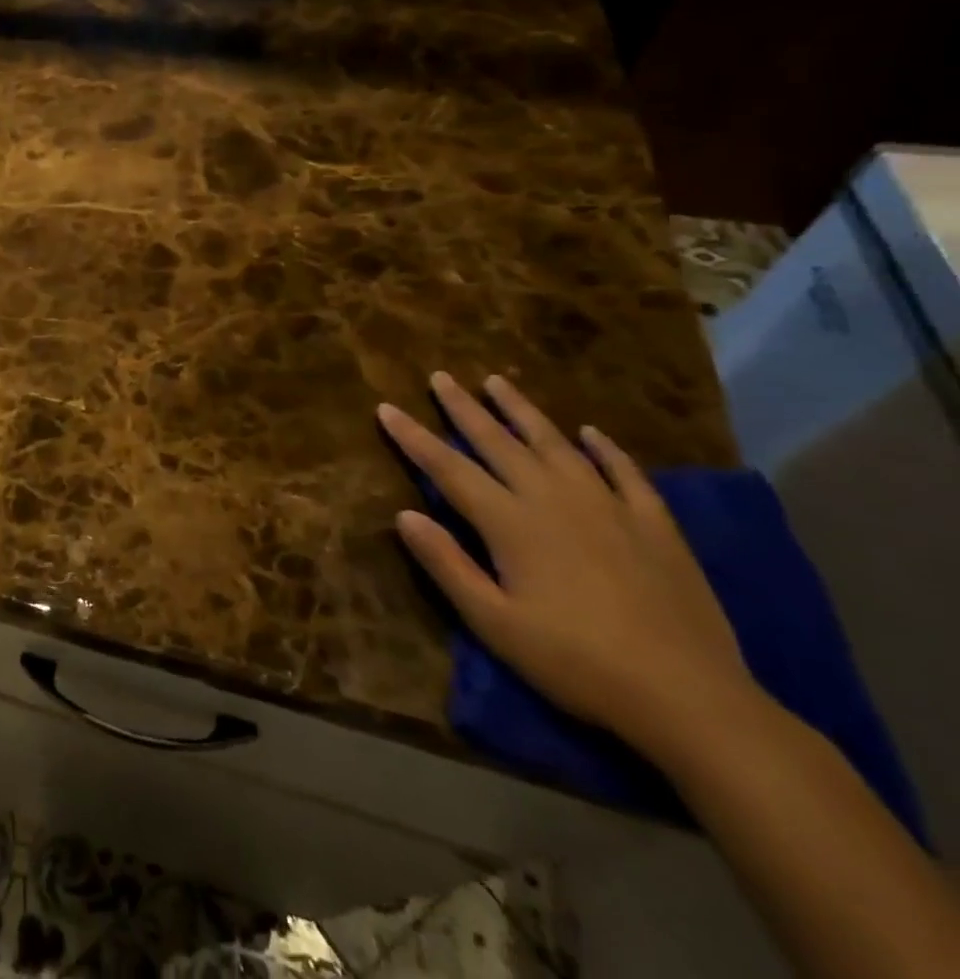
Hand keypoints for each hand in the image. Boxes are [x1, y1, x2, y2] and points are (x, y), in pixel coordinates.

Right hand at [379, 372, 759, 758]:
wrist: (689, 698)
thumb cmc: (575, 663)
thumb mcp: (494, 623)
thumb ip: (446, 564)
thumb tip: (404, 514)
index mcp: (511, 523)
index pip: (448, 468)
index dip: (414, 437)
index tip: (386, 408)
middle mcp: (553, 500)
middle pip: (498, 442)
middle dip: (464, 408)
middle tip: (441, 376)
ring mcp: (608, 507)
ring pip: (555, 444)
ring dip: (523, 411)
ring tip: (499, 382)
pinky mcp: (654, 525)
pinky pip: (624, 473)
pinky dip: (605, 449)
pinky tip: (591, 432)